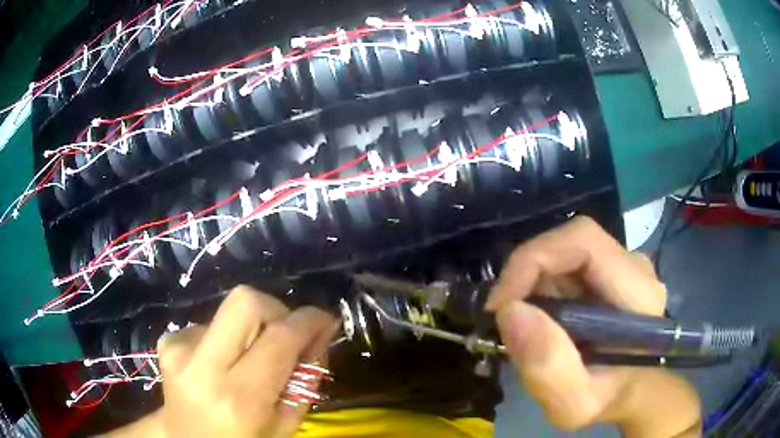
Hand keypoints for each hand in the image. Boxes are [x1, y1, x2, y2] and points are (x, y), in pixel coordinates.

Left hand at [110, 286, 336, 437]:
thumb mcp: (287, 422)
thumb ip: (307, 376)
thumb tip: (321, 330)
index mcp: (240, 399)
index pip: (279, 339)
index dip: (308, 321)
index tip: (324, 319)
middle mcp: (203, 367)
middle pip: (246, 301)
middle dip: (275, 309)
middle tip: (285, 334)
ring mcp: (179, 349)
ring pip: (229, 310)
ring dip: (250, 329)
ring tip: (247, 360)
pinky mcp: (167, 340)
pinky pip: (211, 323)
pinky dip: (227, 337)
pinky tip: (221, 363)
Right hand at [487, 217, 700, 436]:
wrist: (630, 393)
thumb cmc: (608, 401)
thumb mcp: (575, 405)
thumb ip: (549, 368)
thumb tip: (511, 312)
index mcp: (638, 292)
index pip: (583, 241)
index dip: (535, 259)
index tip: (501, 305)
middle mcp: (634, 267)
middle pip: (570, 243)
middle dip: (527, 275)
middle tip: (504, 318)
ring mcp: (623, 265)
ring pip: (565, 253)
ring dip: (533, 284)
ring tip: (523, 325)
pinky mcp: (611, 271)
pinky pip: (567, 264)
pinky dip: (542, 287)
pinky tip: (541, 319)